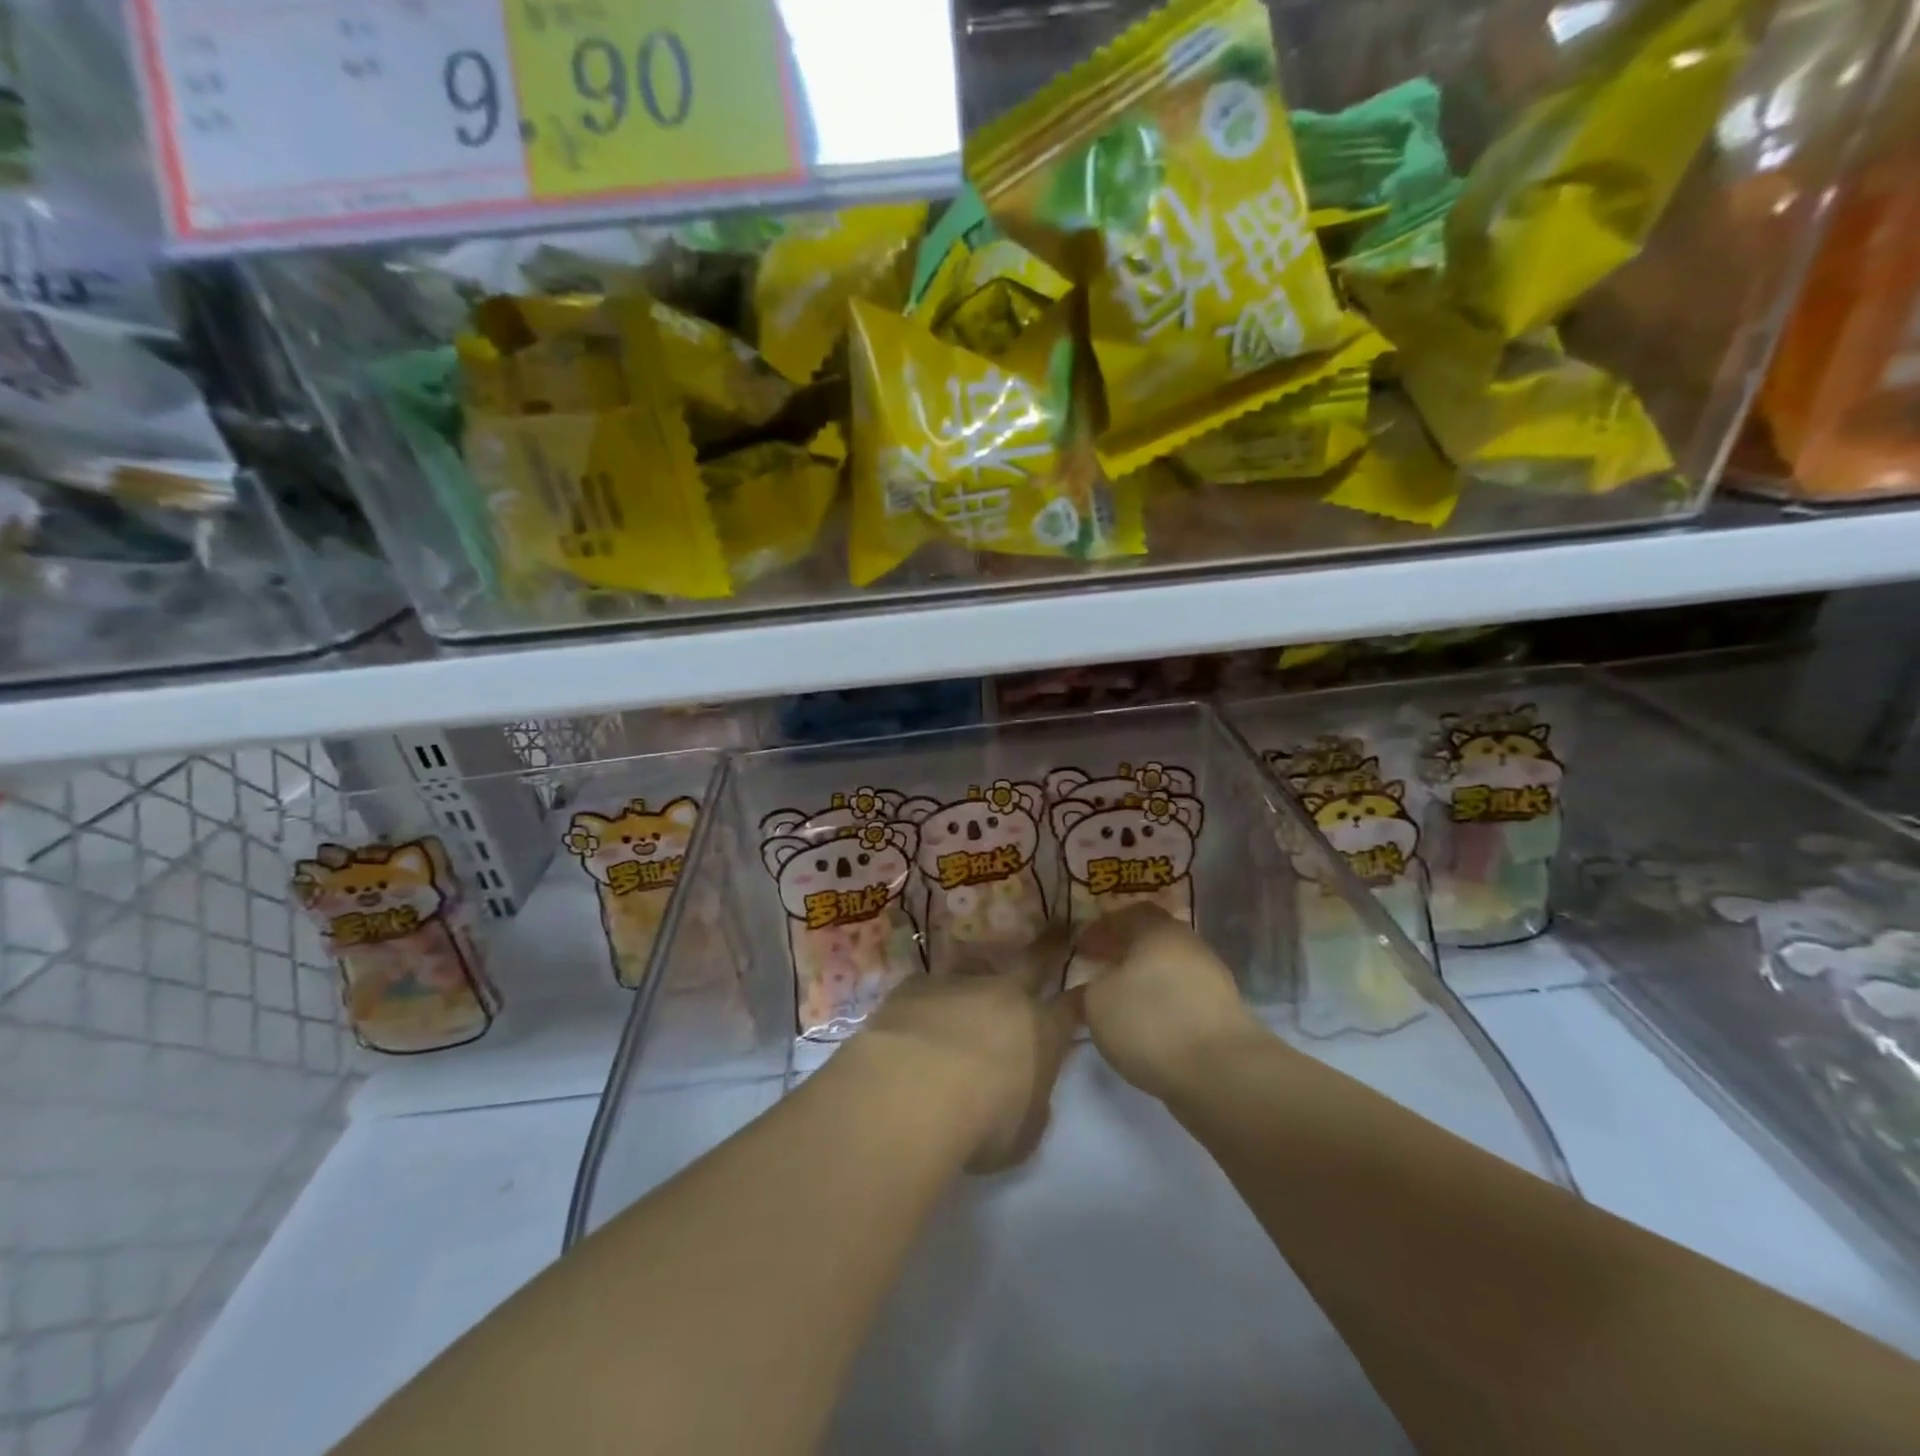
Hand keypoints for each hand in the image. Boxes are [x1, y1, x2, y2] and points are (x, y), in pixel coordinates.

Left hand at [854, 929, 1076, 1173]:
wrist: (913, 1089)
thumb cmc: (981, 1123)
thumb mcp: (1023, 1134)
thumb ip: (1030, 1106)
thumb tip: (1025, 1094)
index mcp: (1041, 1032)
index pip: (1071, 1008)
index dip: (1081, 997)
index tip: (1089, 984)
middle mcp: (1005, 996)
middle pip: (1034, 962)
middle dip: (1051, 945)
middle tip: (1060, 926)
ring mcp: (960, 984)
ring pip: (977, 968)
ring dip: (979, 978)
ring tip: (970, 990)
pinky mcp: (917, 985)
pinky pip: (930, 989)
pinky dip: (930, 1002)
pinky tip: (916, 1022)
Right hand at [1072, 905, 1267, 1099]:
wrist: (1222, 1073)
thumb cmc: (1150, 1022)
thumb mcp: (1097, 1003)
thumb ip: (1086, 989)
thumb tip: (1089, 988)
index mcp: (1157, 929)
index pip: (1125, 914)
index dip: (1100, 930)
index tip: (1079, 949)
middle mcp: (1188, 944)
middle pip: (1149, 940)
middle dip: (1122, 953)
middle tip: (1097, 971)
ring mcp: (1211, 978)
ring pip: (1167, 970)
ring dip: (1142, 981)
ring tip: (1118, 1003)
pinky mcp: (1222, 1013)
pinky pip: (1182, 998)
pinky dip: (1161, 1005)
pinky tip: (1146, 1027)